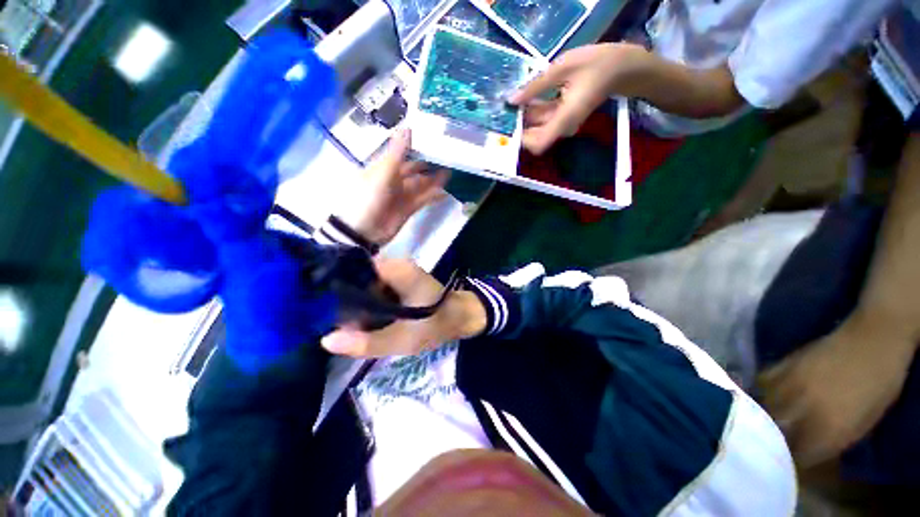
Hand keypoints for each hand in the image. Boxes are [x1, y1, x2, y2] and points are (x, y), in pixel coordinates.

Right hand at [321, 259, 486, 356]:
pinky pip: (374, 289)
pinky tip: (365, 320)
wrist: (459, 318)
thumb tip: (326, 340)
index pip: (351, 273)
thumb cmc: (435, 325)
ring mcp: (396, 270)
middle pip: (356, 280)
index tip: (322, 315)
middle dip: (347, 304)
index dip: (334, 293)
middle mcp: (393, 264)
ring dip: (357, 305)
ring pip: (364, 286)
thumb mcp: (402, 339)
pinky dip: (368, 304)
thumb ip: (366, 342)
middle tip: (342, 328)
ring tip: (351, 327)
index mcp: (395, 269)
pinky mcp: (398, 279)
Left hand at [336, 129, 449, 245]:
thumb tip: (407, 127)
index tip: (432, 138)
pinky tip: (445, 192)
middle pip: (414, 169)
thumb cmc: (368, 198)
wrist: (363, 231)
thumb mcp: (383, 173)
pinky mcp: (409, 209)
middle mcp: (393, 180)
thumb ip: (397, 153)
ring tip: (450, 172)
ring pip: (420, 184)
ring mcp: (401, 195)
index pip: (401, 154)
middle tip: (446, 156)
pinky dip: (433, 196)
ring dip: (434, 180)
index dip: (415, 146)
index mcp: (383, 168)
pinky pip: (423, 200)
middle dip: (428, 164)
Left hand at [509, 43, 640, 154]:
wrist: (621, 67)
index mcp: (564, 119)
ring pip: (537, 128)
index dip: (522, 139)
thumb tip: (511, 101)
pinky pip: (544, 120)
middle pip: (534, 137)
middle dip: (519, 125)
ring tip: (512, 99)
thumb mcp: (562, 68)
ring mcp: (563, 124)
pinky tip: (526, 96)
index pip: (538, 144)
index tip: (509, 125)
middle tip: (505, 109)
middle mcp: (562, 127)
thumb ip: (535, 86)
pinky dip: (534, 111)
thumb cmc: (596, 63)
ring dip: (524, 116)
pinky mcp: (563, 118)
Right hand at [758, 316, 916, 466]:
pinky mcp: (781, 364)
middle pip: (773, 431)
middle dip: (768, 440)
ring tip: (755, 421)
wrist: (872, 337)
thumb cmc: (879, 384)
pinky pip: (760, 384)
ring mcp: (790, 383)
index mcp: (829, 427)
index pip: (798, 455)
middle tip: (767, 443)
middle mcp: (804, 407)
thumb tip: (806, 451)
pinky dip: (757, 393)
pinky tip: (760, 395)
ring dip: (758, 416)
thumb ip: (834, 440)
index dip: (790, 461)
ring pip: (761, 407)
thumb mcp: (867, 421)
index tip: (785, 463)